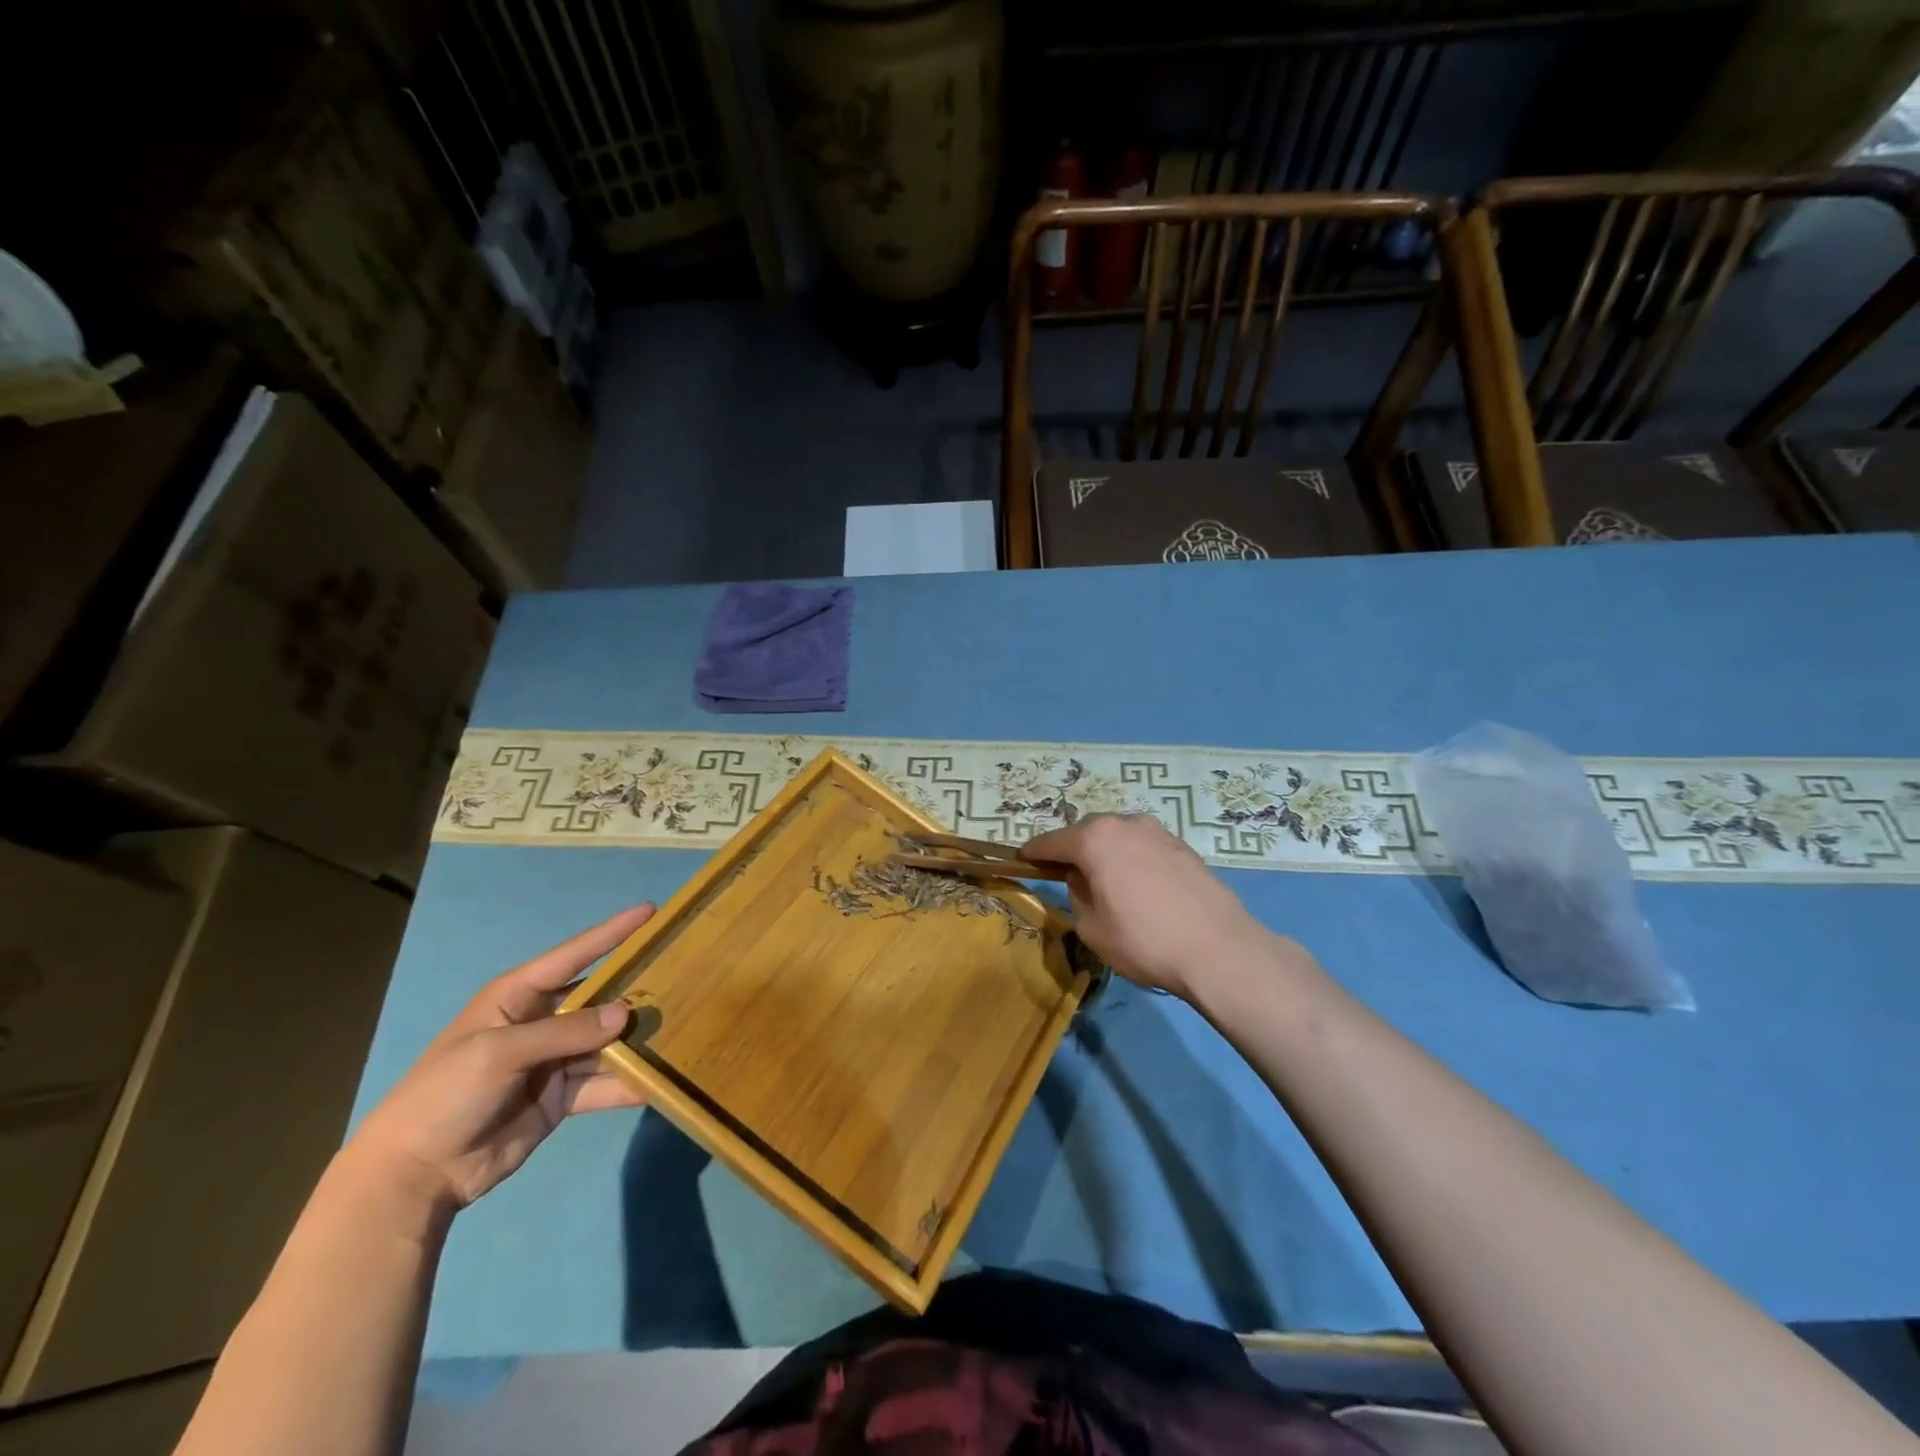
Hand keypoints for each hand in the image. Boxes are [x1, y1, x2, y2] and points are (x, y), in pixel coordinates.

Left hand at [347, 906, 654, 1213]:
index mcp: (518, 996)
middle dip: (636, 988)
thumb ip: (565, 1031)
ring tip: (684, 1025)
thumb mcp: (499, 1052)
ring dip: (638, 1038)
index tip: (651, 912)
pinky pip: (604, 1082)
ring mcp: (554, 1060)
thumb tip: (626, 1015)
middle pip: (599, 998)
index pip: (574, 955)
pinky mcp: (563, 1096)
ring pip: (607, 1041)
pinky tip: (661, 1079)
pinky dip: (629, 1082)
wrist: (414, 1175)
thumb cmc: (446, 1094)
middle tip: (684, 974)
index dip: (612, 932)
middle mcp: (542, 1021)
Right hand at [1023, 814, 1277, 999]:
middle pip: (1085, 832)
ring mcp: (1157, 831)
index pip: (1051, 842)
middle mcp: (1124, 824)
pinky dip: (1131, 858)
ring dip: (1105, 851)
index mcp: (1094, 839)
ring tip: (1105, 881)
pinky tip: (1138, 885)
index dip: (1033, 853)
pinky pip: (1143, 846)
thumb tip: (1082, 880)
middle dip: (1072, 849)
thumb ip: (1077, 895)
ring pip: (1117, 836)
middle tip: (1066, 876)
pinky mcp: (1182, 846)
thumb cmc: (1144, 940)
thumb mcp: (1091, 928)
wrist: (1218, 949)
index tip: (1022, 861)